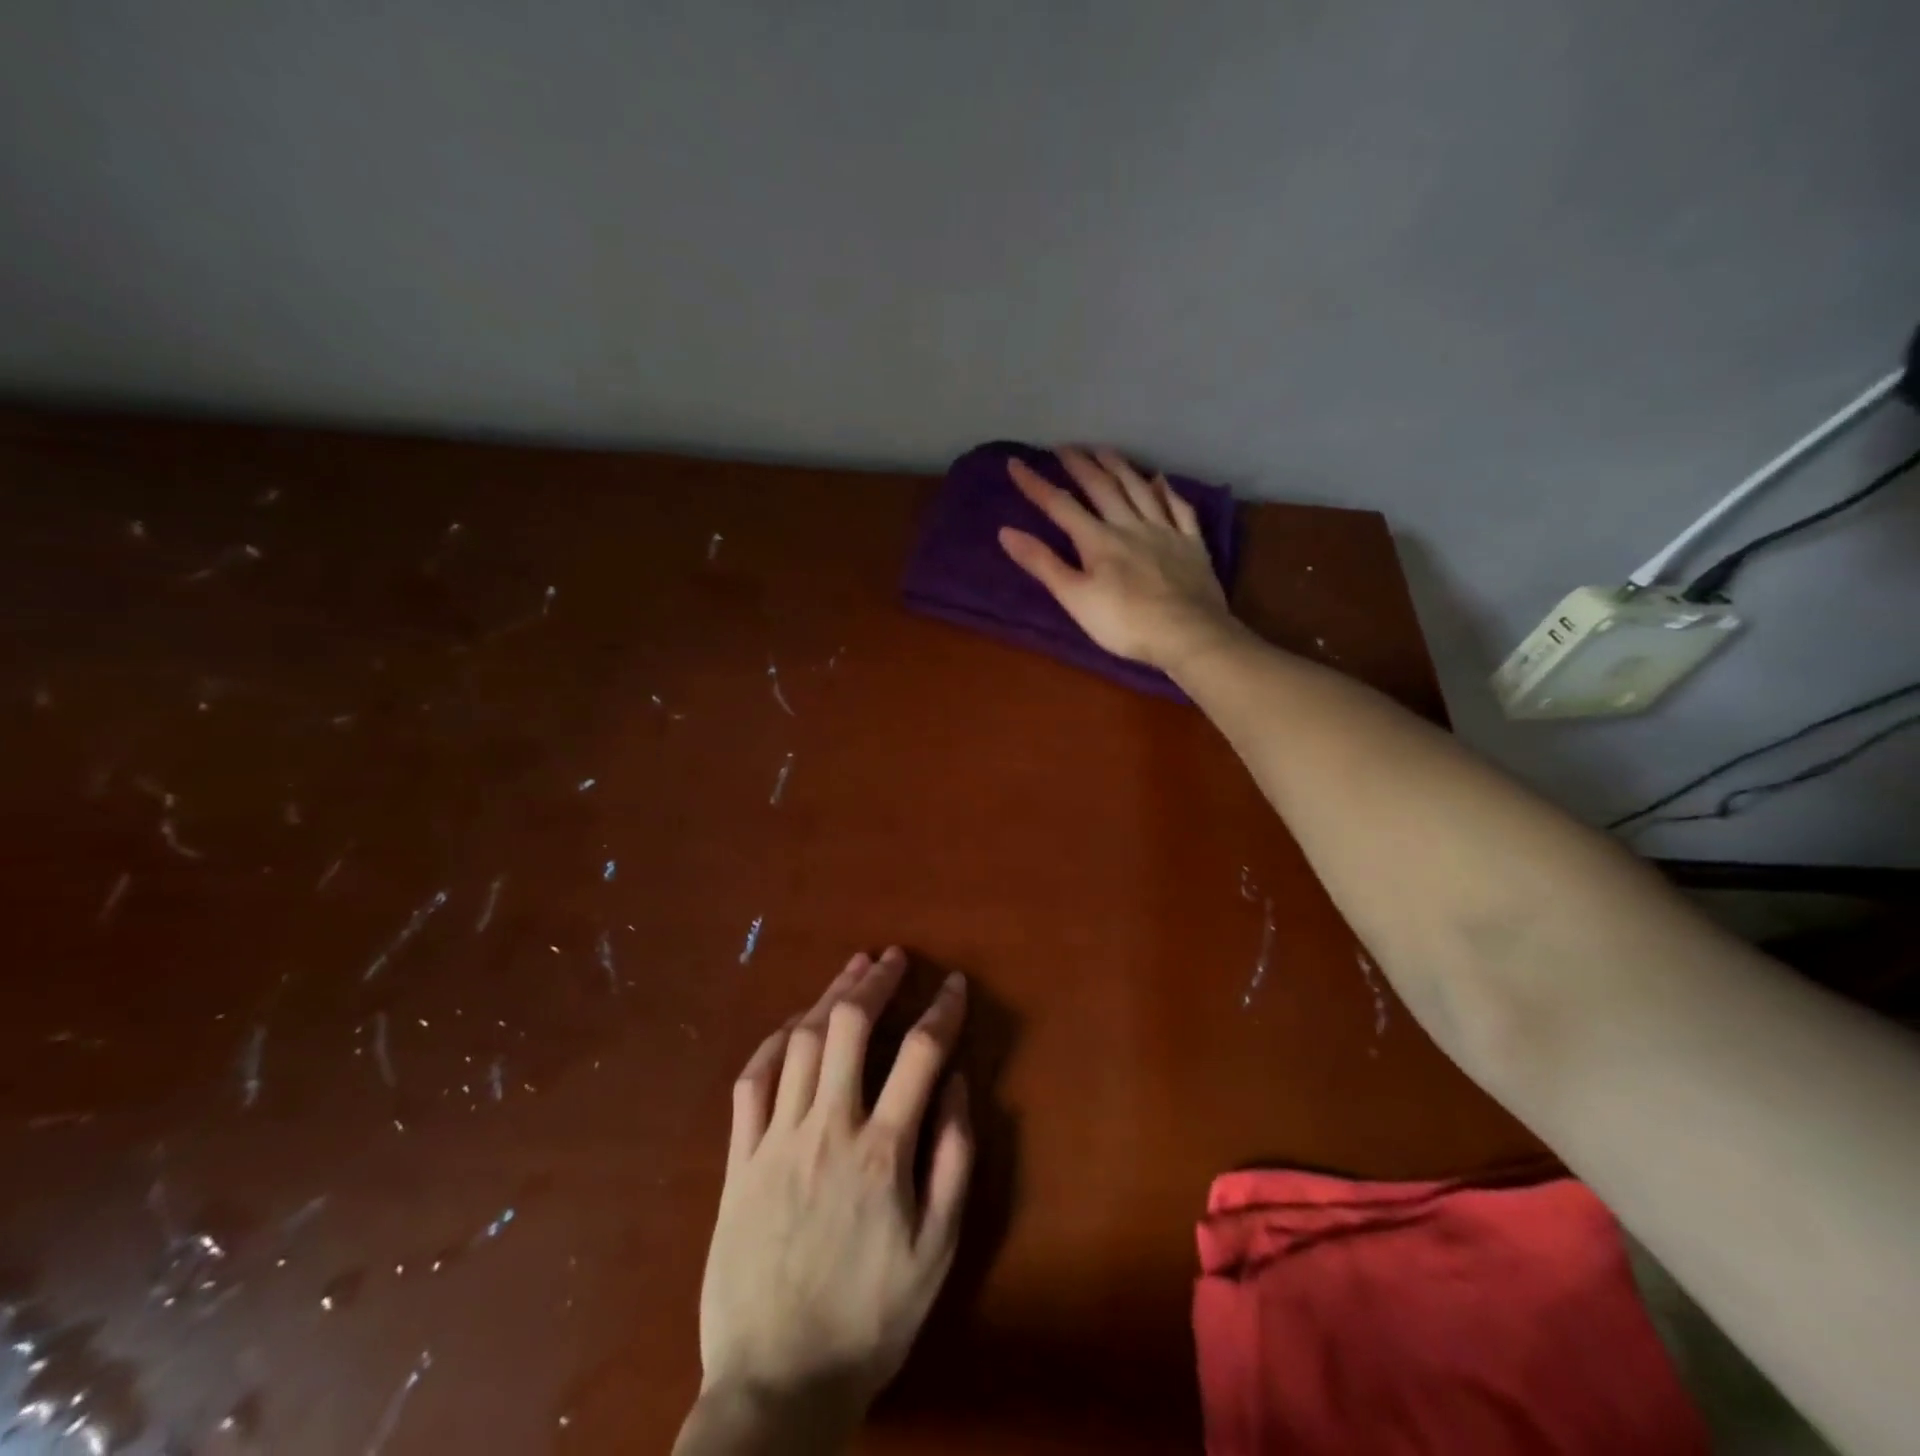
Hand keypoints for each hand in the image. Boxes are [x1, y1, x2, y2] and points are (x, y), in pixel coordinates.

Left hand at [679, 948, 971, 1454]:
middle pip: (847, 1027)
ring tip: (852, 971)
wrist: (777, 1386)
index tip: (955, 984)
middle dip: (874, 981)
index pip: (919, 1054)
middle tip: (893, 958)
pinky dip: (773, 1043)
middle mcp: (826, 1129)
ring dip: (828, 997)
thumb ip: (953, 1159)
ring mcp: (775, 1141)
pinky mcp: (738, 1162)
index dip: (943, 1009)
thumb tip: (956, 1083)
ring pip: (800, 1043)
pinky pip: (751, 1083)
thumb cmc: (870, 1320)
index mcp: (881, 1152)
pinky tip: (792, 1026)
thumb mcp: (937, 1251)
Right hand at [998, 446, 1243, 673]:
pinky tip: (1161, 480)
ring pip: (1139, 489)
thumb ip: (1043, 564)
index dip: (1036, 485)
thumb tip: (1006, 532)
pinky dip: (1168, 491)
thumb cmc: (1124, 623)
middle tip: (1066, 447)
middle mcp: (1130, 525)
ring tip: (1105, 450)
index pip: (1061, 506)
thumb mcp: (1075, 598)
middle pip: (1103, 487)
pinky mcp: (1192, 544)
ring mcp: (1165, 532)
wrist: (1188, 634)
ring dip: (1120, 467)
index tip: (1016, 463)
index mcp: (1098, 540)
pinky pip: (1179, 509)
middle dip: (1081, 465)